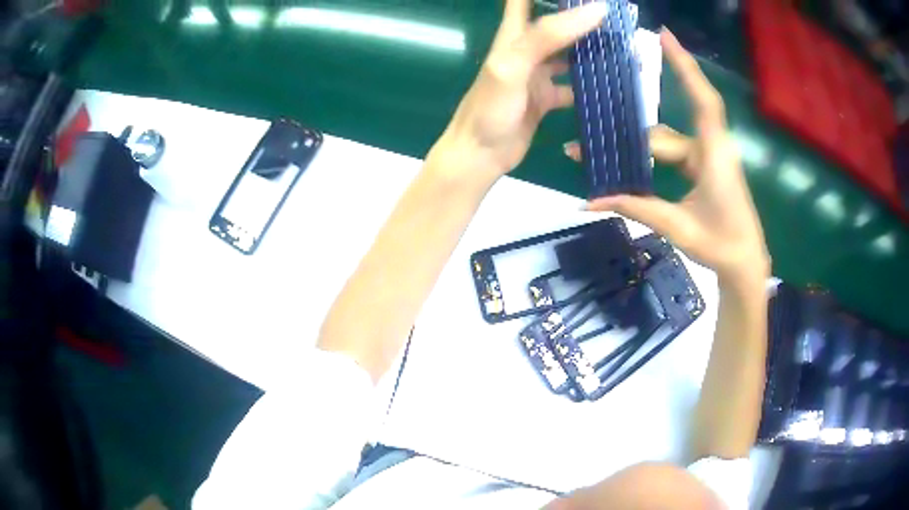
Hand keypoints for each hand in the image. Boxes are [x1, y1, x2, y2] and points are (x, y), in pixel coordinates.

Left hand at [435, 0, 605, 183]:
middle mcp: (527, 49)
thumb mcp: (515, 64)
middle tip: (615, 15)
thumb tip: (595, 10)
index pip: (523, 0)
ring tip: (623, 44)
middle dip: (581, 17)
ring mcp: (538, 74)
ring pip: (569, 53)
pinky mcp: (546, 97)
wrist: (481, 155)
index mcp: (514, 34)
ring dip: (591, 48)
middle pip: (555, 23)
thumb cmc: (491, 108)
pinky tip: (612, 83)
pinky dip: (590, 83)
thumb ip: (548, 35)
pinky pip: (573, 85)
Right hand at [565, 29, 769, 284]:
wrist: (744, 264)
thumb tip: (588, 201)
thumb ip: (636, 208)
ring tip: (595, 154)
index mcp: (714, 155)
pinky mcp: (703, 168)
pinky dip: (650, 156)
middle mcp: (709, 148)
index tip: (663, 36)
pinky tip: (627, 163)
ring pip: (664, 143)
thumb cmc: (720, 244)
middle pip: (662, 135)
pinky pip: (672, 153)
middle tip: (579, 148)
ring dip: (634, 149)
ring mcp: (706, 157)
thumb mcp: (677, 226)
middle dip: (625, 140)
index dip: (684, 66)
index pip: (702, 100)